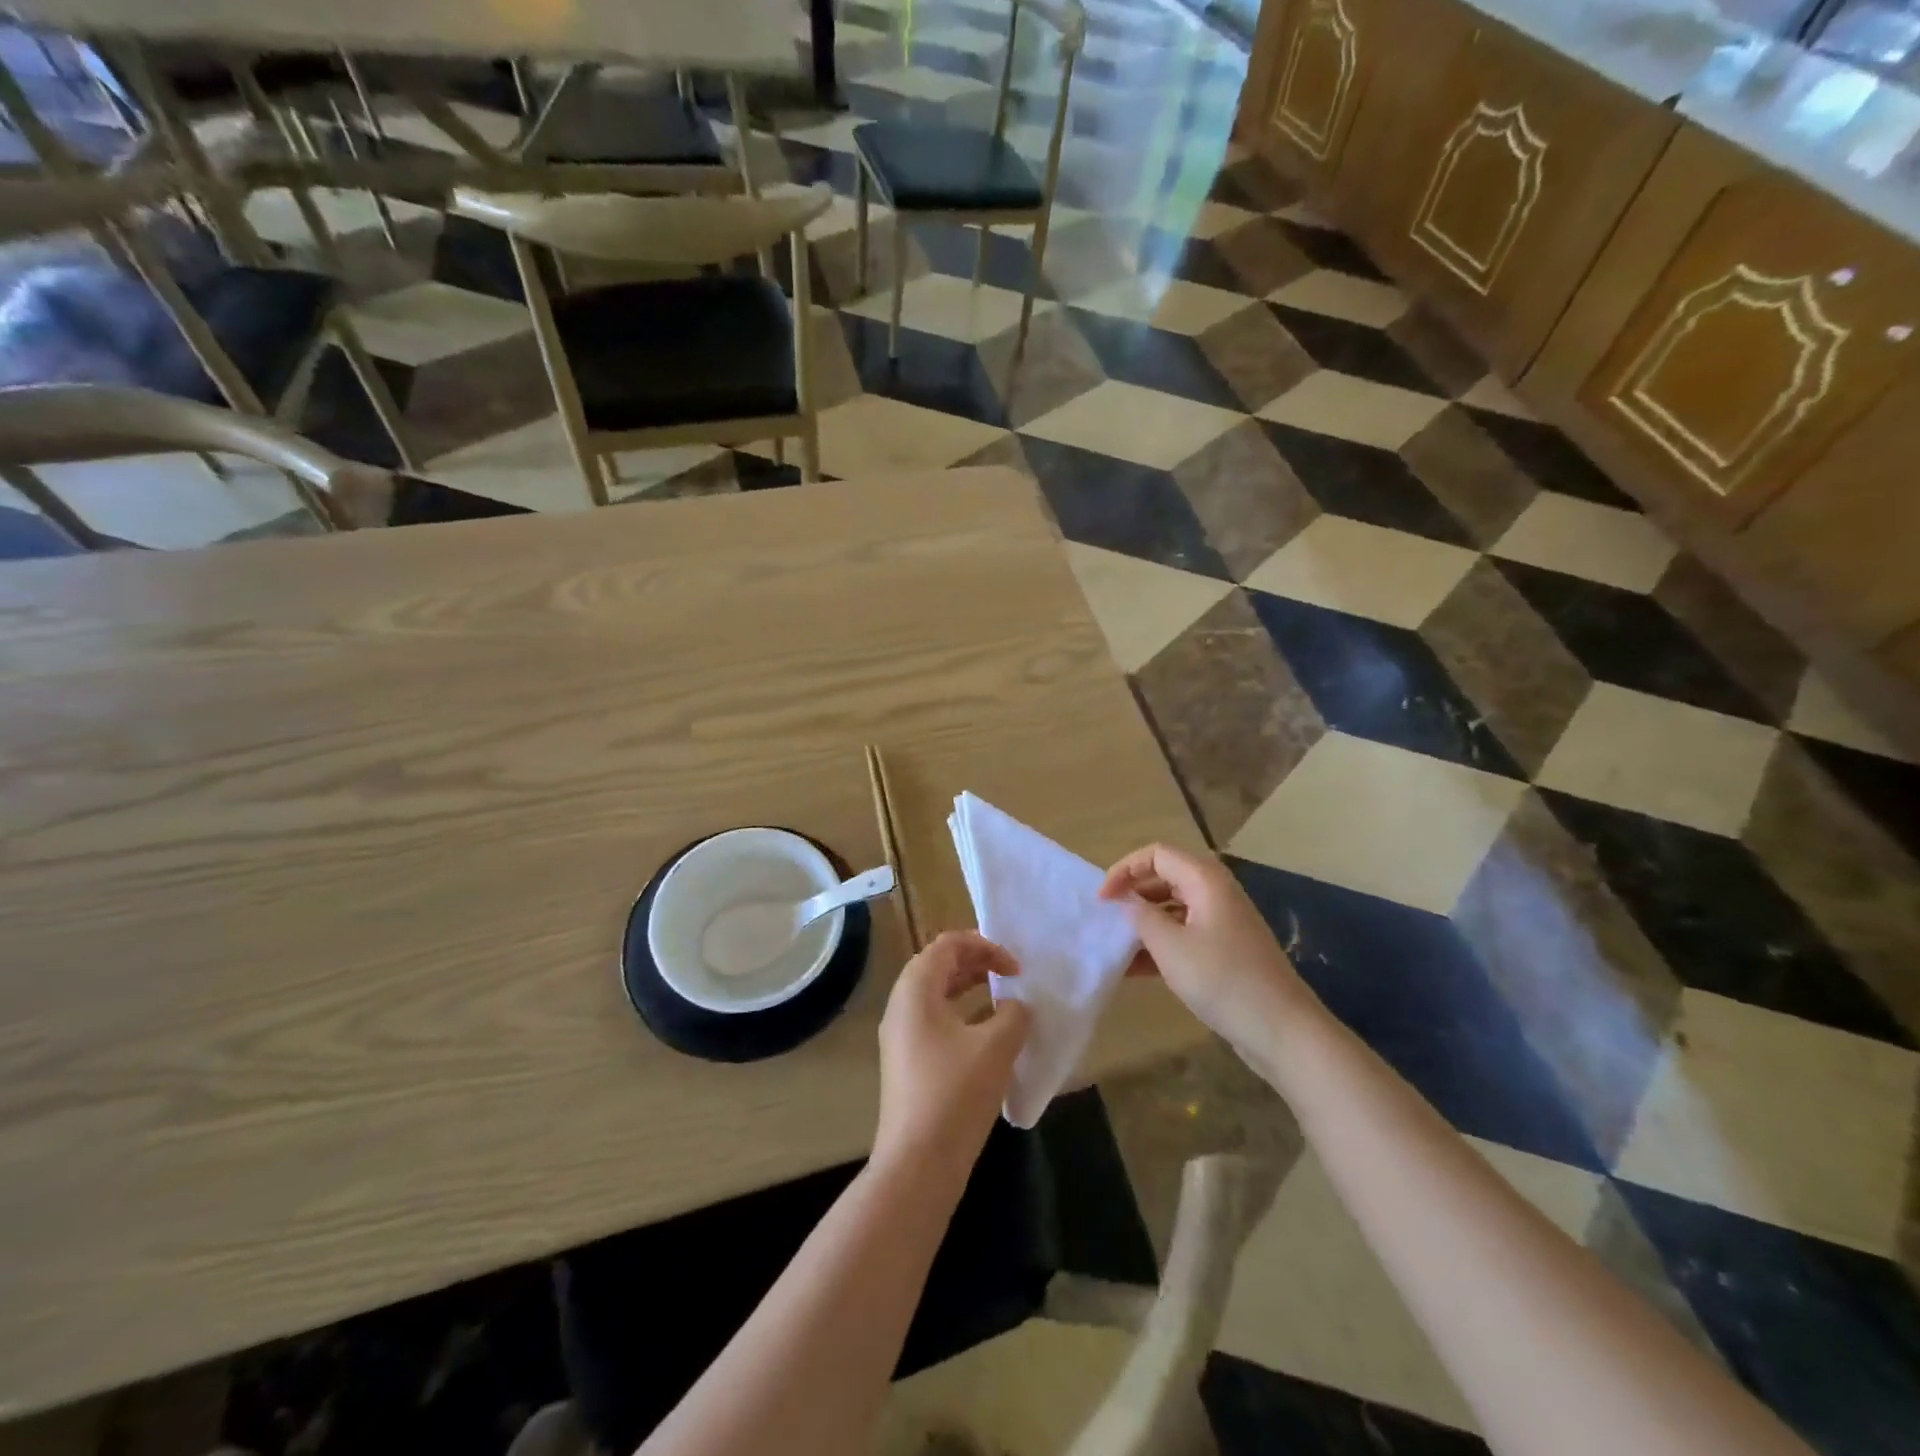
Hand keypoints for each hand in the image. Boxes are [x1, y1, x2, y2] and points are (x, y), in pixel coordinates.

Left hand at [874, 931, 1031, 1172]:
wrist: (917, 1164)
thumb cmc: (955, 1094)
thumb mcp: (996, 1047)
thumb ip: (1014, 1015)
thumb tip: (1016, 1007)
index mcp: (915, 989)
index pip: (948, 944)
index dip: (985, 946)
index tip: (1015, 968)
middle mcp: (901, 1005)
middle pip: (938, 965)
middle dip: (977, 963)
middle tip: (1011, 975)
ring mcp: (900, 1036)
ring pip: (936, 995)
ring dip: (970, 989)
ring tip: (1003, 1000)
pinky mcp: (907, 1062)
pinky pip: (935, 1021)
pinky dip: (962, 1016)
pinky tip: (989, 1037)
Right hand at [1099, 843, 1311, 1051]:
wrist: (1282, 1030)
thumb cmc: (1223, 980)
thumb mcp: (1170, 947)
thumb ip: (1141, 917)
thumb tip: (1125, 901)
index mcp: (1205, 880)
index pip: (1156, 854)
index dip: (1124, 870)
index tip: (1102, 899)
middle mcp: (1215, 893)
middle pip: (1165, 878)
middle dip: (1133, 895)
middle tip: (1107, 919)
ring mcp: (1223, 922)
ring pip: (1173, 909)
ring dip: (1144, 923)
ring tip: (1116, 946)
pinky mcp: (1225, 950)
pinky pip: (1185, 934)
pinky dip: (1160, 945)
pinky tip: (1135, 969)